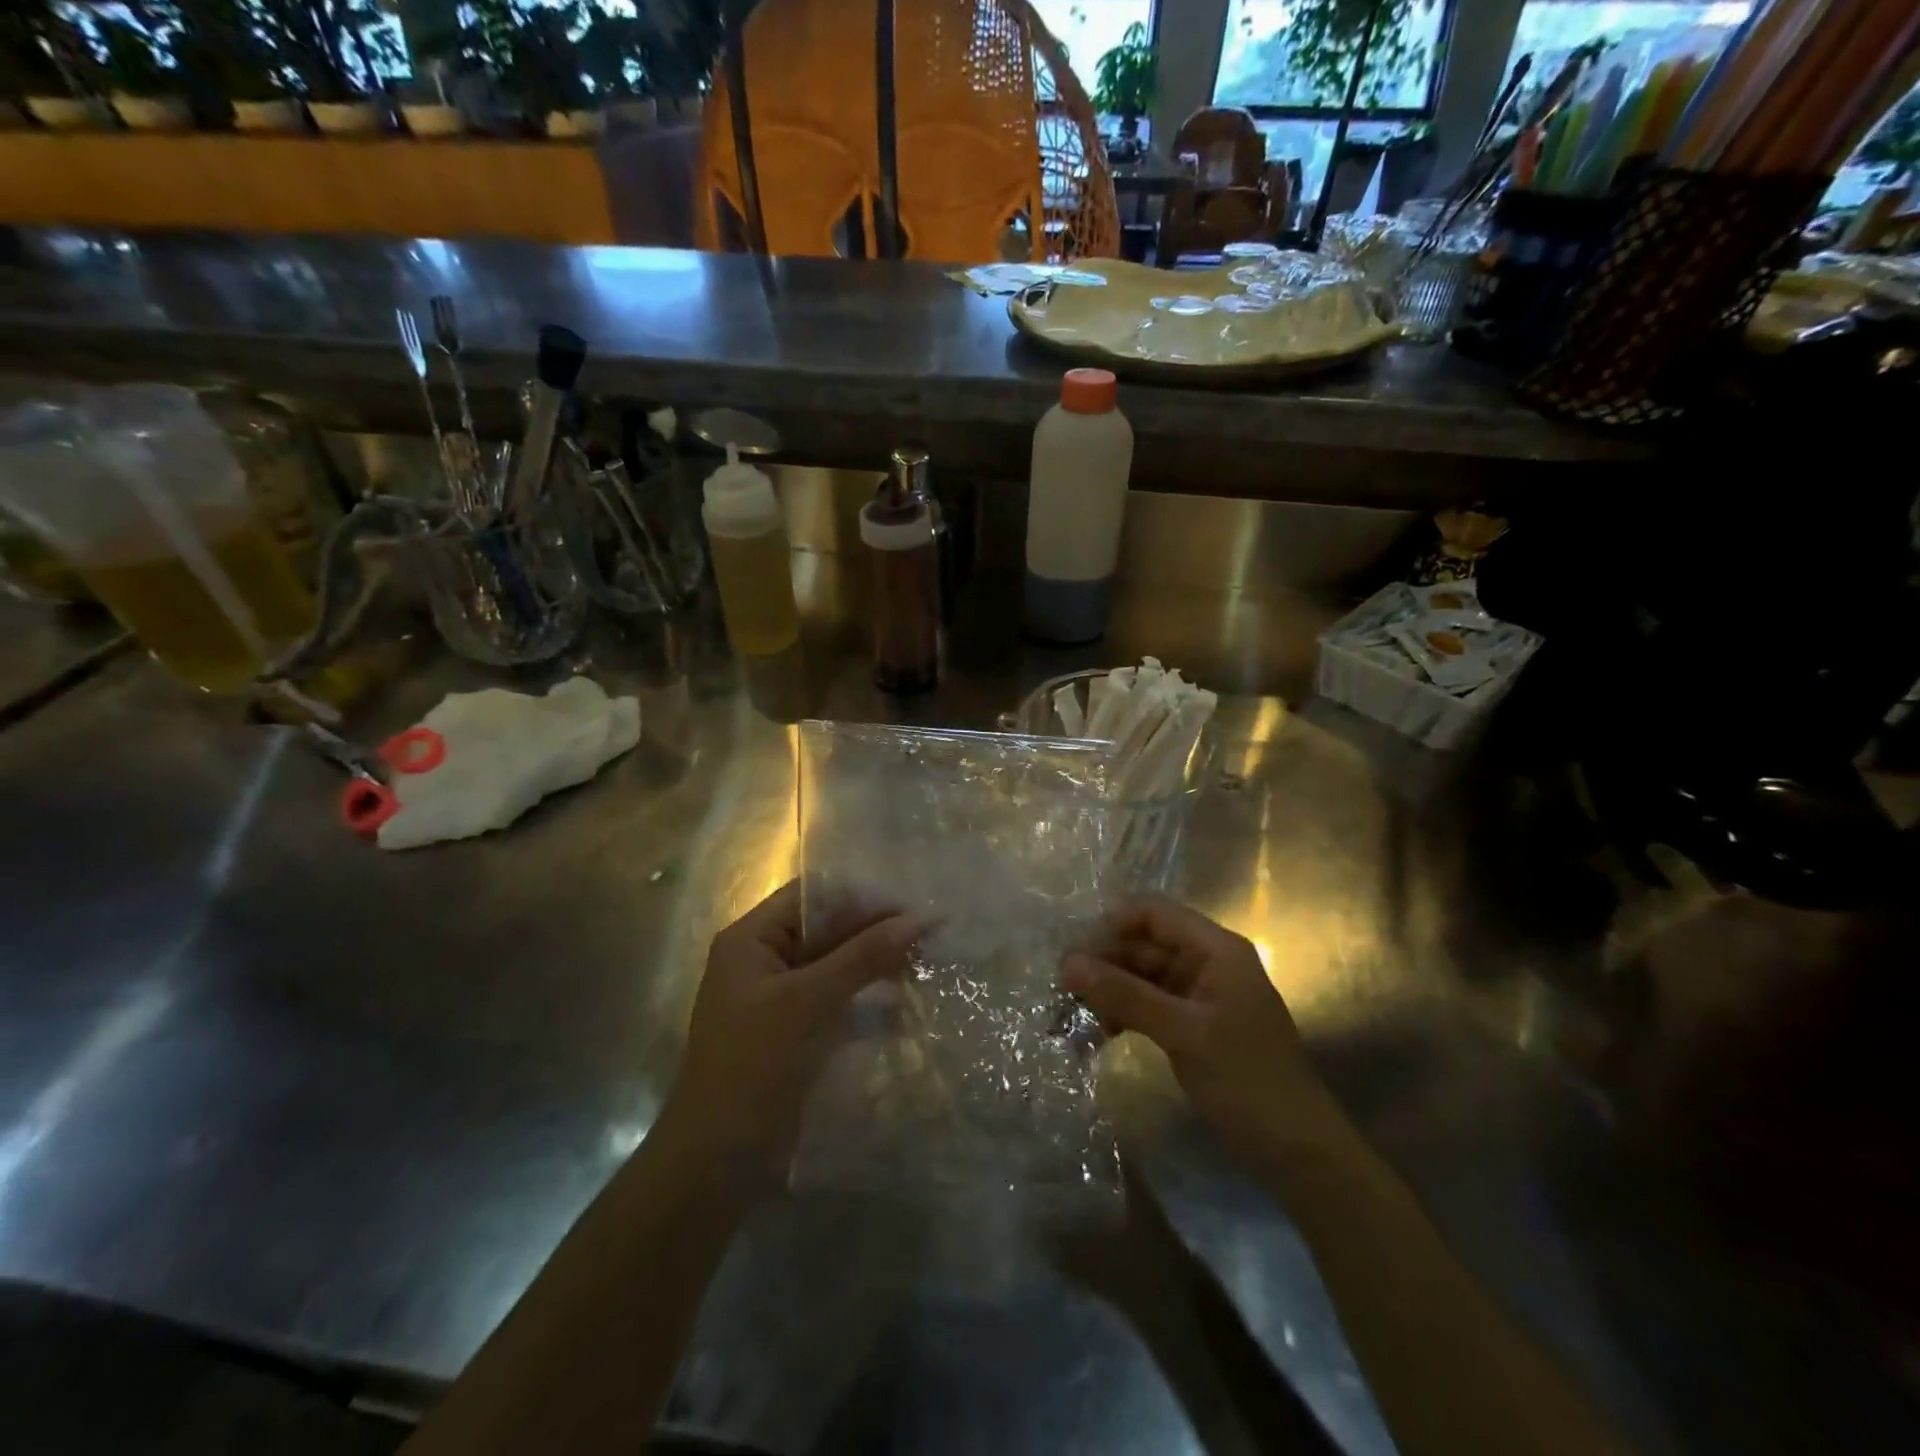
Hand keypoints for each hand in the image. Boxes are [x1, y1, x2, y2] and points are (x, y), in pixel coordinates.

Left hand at [661, 880, 919, 1171]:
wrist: (714, 1165)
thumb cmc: (748, 1068)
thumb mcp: (802, 1004)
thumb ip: (860, 958)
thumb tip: (918, 920)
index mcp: (751, 940)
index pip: (812, 898)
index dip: (861, 898)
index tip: (911, 905)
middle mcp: (766, 960)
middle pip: (828, 930)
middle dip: (875, 932)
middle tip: (930, 935)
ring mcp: (783, 998)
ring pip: (838, 967)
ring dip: (877, 966)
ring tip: (926, 963)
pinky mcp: (799, 1032)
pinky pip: (840, 1002)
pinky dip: (870, 1002)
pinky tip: (906, 1007)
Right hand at [1063, 897, 1338, 1160]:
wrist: (1299, 1153)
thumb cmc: (1248, 1081)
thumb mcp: (1183, 1033)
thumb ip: (1125, 995)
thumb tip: (1067, 963)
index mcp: (1216, 949)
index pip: (1154, 913)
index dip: (1112, 924)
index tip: (1072, 950)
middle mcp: (1207, 962)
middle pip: (1145, 944)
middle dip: (1104, 961)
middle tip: (1062, 987)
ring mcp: (1201, 995)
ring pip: (1143, 975)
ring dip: (1110, 989)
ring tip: (1072, 1012)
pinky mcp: (1193, 1025)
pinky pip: (1150, 1004)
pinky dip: (1125, 1012)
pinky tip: (1100, 1031)